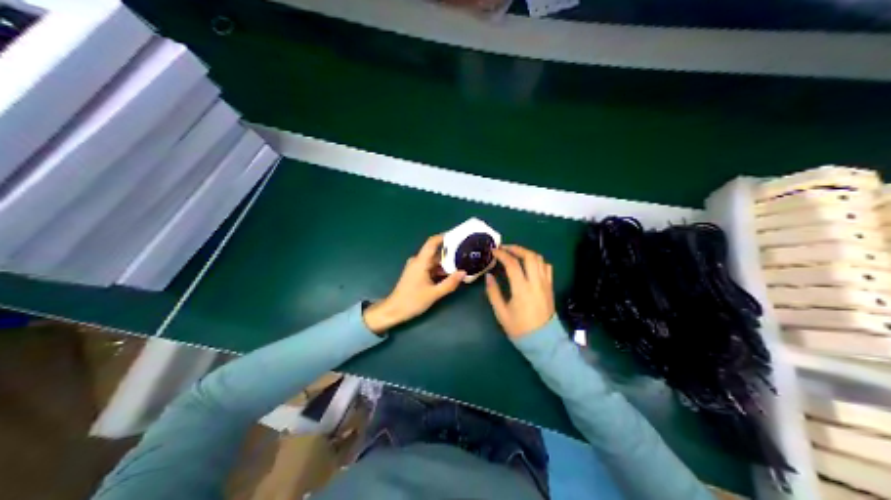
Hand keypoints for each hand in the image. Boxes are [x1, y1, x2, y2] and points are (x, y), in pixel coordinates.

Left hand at [362, 235, 465, 335]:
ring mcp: (416, 268)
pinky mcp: (416, 274)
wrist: (394, 310)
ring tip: (461, 263)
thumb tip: (463, 272)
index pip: (432, 242)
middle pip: (435, 252)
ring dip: (445, 262)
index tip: (457, 235)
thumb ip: (450, 283)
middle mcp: (417, 261)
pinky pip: (430, 267)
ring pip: (433, 261)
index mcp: (420, 262)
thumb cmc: (412, 301)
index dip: (444, 237)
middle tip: (465, 253)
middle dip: (449, 252)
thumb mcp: (434, 294)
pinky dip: (439, 269)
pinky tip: (450, 274)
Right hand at [485, 243, 554, 336]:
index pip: (512, 264)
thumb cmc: (519, 328)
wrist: (542, 340)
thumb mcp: (501, 313)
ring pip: (539, 259)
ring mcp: (545, 283)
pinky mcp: (550, 286)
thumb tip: (488, 276)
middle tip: (504, 248)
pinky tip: (529, 265)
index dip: (502, 254)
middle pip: (529, 256)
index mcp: (522, 289)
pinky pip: (546, 267)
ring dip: (527, 253)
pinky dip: (537, 261)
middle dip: (516, 248)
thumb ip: (493, 293)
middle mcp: (535, 282)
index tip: (493, 251)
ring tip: (515, 254)